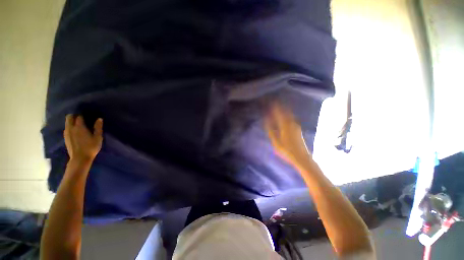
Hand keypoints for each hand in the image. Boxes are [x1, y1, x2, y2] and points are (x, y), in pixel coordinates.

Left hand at [64, 115, 102, 162]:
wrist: (80, 158)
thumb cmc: (91, 147)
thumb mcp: (98, 137)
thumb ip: (98, 127)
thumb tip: (99, 119)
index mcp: (79, 127)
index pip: (79, 117)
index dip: (83, 115)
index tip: (87, 115)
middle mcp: (71, 128)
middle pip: (69, 117)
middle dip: (74, 115)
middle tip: (81, 117)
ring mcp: (67, 133)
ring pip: (67, 123)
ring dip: (71, 121)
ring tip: (78, 124)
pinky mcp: (65, 138)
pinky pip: (66, 129)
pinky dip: (70, 127)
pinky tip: (75, 131)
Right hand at [265, 103, 309, 164]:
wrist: (302, 157)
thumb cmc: (287, 151)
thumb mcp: (276, 142)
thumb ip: (271, 131)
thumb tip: (266, 121)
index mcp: (285, 126)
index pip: (278, 113)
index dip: (274, 107)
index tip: (270, 102)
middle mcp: (291, 123)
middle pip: (285, 111)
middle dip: (279, 106)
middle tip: (273, 102)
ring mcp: (296, 126)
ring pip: (289, 114)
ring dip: (283, 109)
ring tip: (278, 107)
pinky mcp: (298, 129)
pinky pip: (291, 118)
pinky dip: (286, 114)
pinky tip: (284, 116)